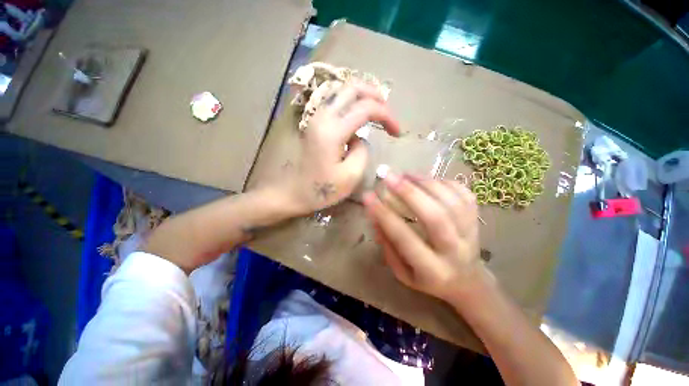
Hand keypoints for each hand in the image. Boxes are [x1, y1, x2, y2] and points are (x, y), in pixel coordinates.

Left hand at [286, 82, 400, 213]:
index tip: (397, 132)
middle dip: (376, 96)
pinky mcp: (313, 121)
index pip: (366, 108)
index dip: (387, 116)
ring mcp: (315, 116)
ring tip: (376, 108)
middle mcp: (322, 116)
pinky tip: (357, 110)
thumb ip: (362, 151)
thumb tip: (360, 137)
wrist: (293, 192)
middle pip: (352, 87)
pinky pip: (333, 99)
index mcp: (332, 131)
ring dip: (362, 94)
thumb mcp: (350, 176)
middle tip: (388, 113)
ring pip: (341, 89)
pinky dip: (350, 99)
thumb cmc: (321, 190)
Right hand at [363, 174, 485, 302]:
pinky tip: (426, 179)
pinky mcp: (477, 221)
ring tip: (405, 174)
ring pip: (451, 202)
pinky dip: (444, 182)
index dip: (384, 215)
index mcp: (432, 270)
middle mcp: (454, 251)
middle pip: (435, 217)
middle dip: (409, 193)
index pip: (404, 238)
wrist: (466, 280)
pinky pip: (464, 195)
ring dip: (425, 183)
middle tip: (389, 177)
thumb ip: (388, 246)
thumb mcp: (402, 272)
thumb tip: (375, 216)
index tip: (368, 196)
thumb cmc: (427, 278)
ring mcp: (470, 234)